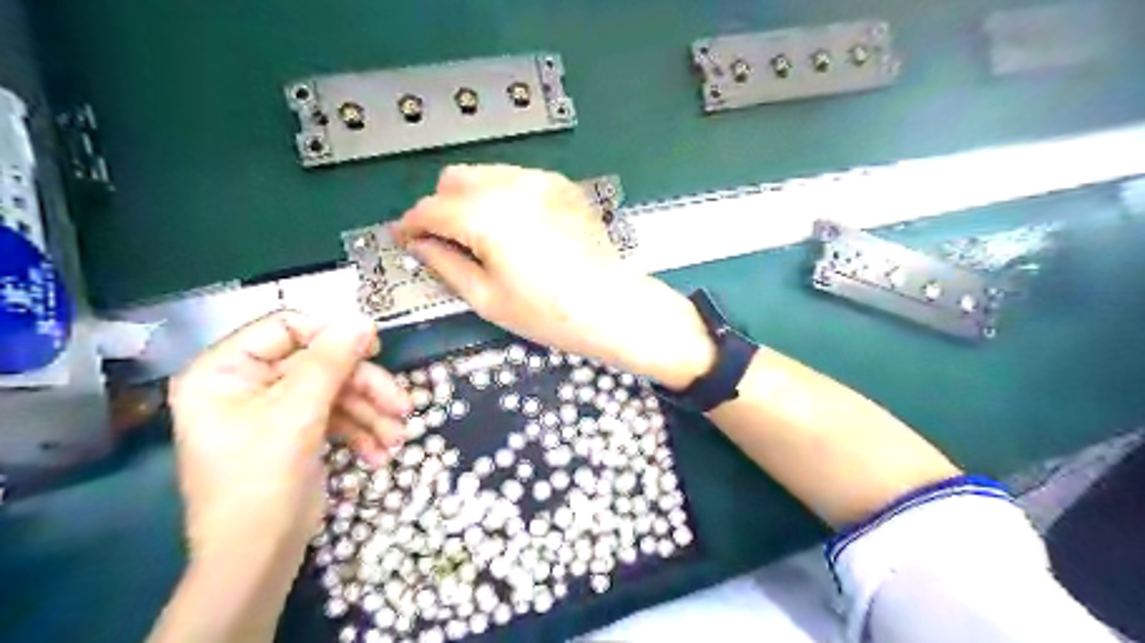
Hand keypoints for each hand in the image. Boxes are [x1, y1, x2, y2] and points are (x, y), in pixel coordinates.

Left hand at [169, 310, 410, 562]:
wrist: (257, 556)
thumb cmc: (261, 479)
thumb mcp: (298, 414)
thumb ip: (331, 363)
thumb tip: (363, 321)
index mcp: (226, 370)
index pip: (286, 328)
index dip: (332, 334)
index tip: (375, 349)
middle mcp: (248, 384)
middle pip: (321, 364)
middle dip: (365, 388)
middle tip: (403, 406)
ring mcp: (275, 409)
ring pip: (336, 392)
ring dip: (372, 414)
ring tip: (398, 438)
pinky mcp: (297, 432)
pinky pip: (335, 417)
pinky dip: (361, 432)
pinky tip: (379, 453)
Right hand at [393, 163, 712, 389]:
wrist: (612, 305)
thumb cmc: (548, 313)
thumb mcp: (487, 298)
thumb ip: (445, 264)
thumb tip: (420, 245)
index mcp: (486, 216)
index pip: (431, 209)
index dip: (411, 224)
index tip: (404, 238)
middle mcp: (511, 186)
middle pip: (455, 179)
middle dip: (440, 206)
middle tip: (443, 239)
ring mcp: (540, 181)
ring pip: (486, 173)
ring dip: (471, 197)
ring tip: (481, 235)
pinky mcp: (562, 185)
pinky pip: (518, 179)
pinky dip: (503, 195)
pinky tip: (516, 227)